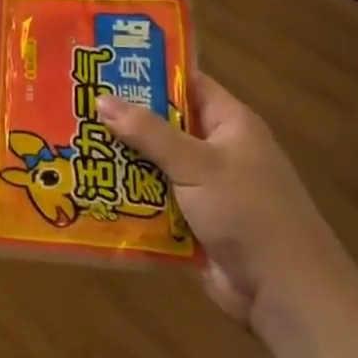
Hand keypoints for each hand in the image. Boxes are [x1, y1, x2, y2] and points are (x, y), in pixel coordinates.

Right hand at [98, 74, 357, 333]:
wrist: (285, 294)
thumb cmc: (248, 213)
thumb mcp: (197, 164)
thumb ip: (148, 132)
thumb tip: (101, 98)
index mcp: (230, 124)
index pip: (187, 83)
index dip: (150, 71)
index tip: (104, 64)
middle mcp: (217, 150)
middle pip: (163, 125)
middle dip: (123, 119)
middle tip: (74, 105)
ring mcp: (204, 188)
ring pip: (154, 164)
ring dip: (121, 160)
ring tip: (71, 144)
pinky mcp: (192, 222)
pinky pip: (153, 201)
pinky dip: (128, 197)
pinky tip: (90, 189)